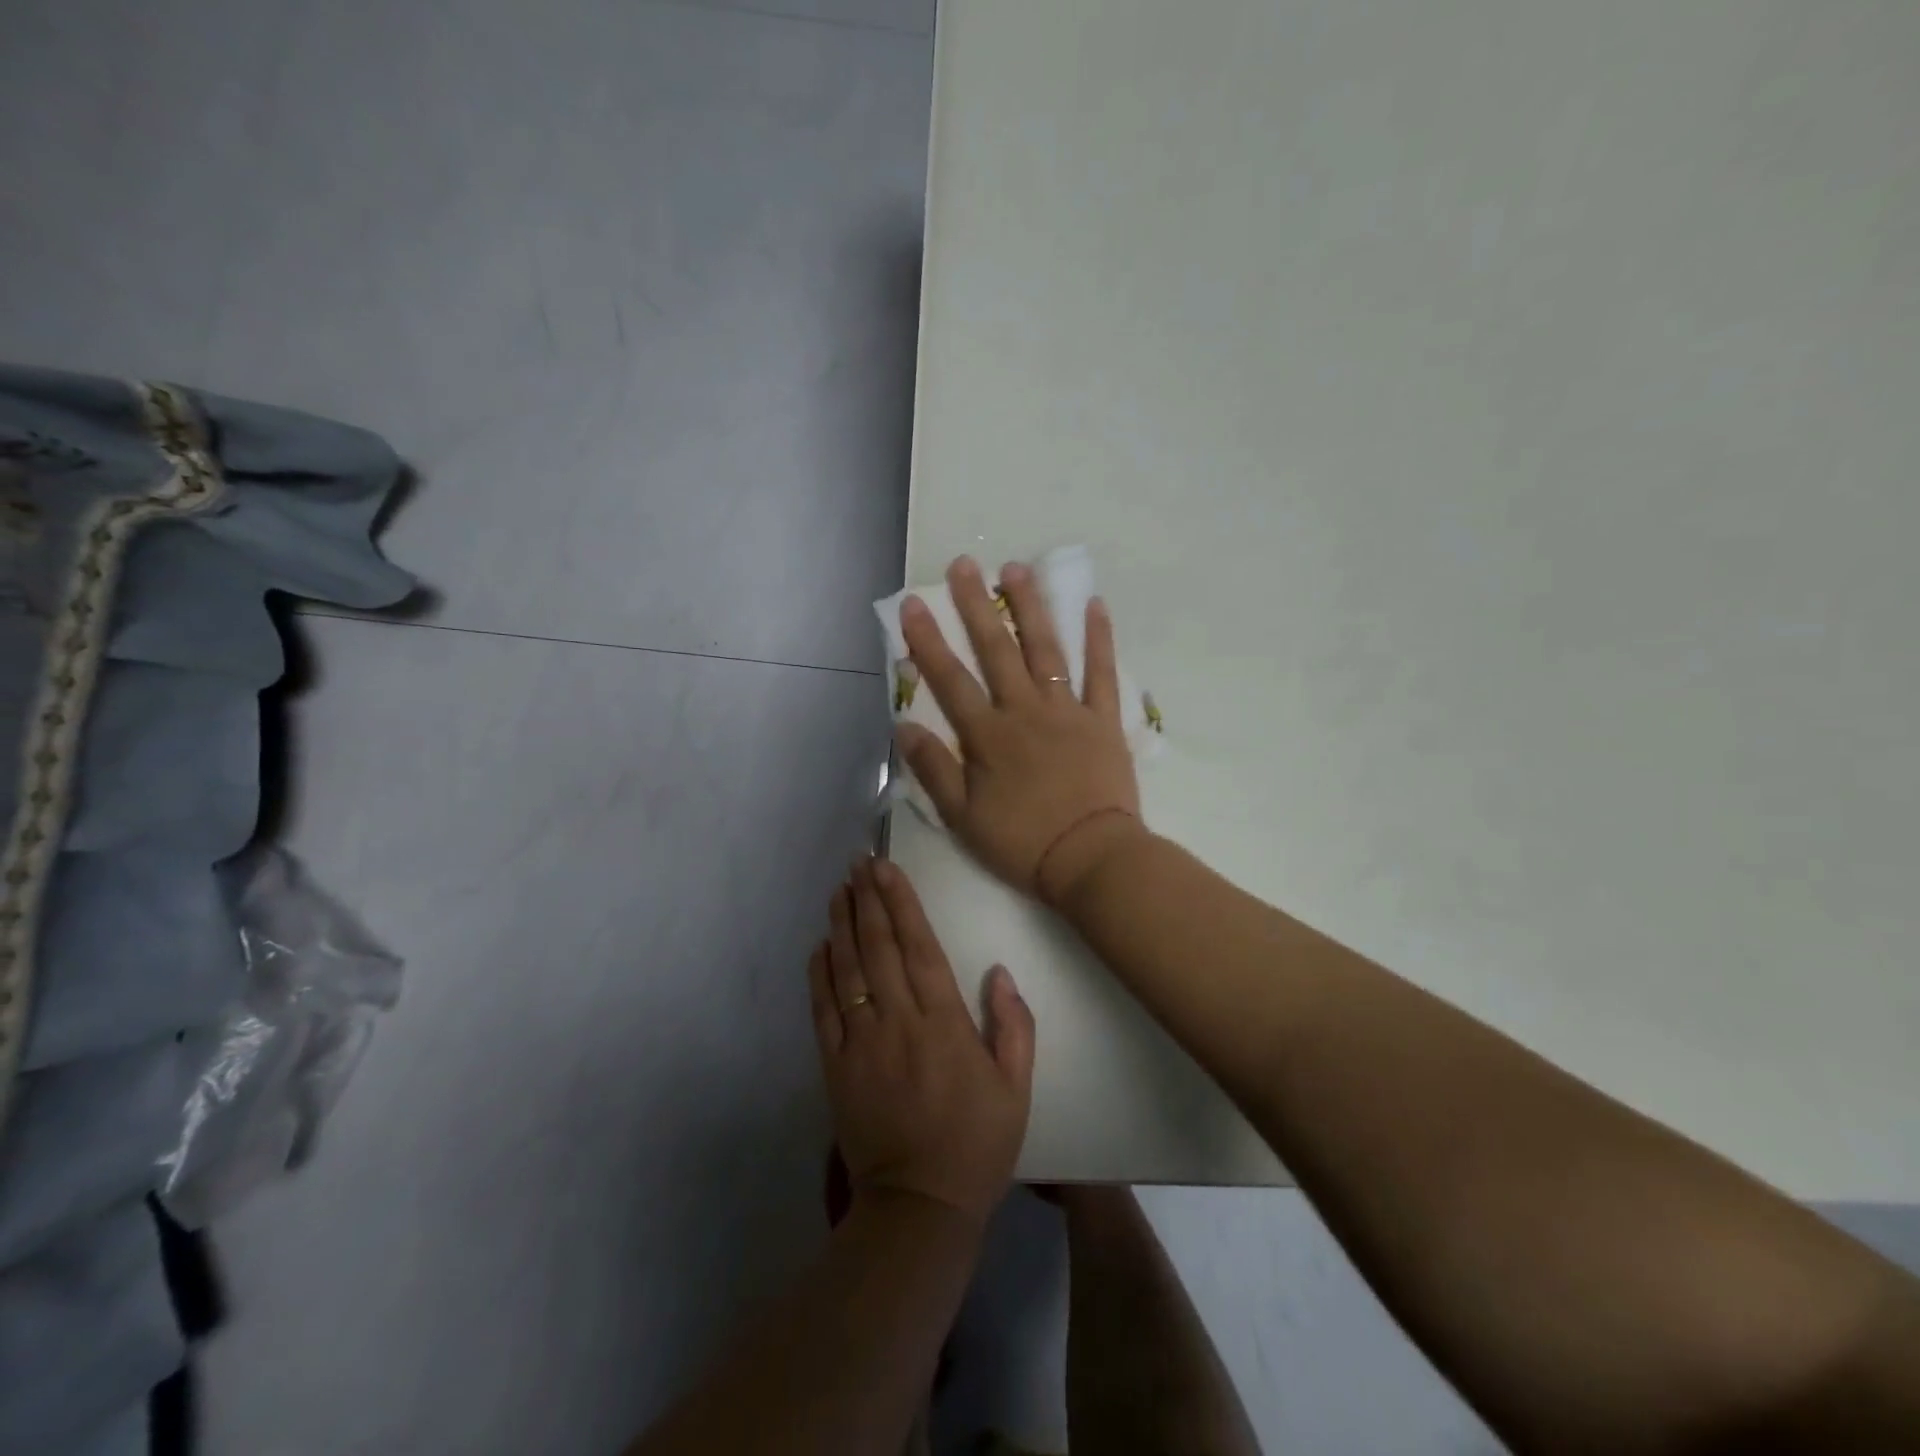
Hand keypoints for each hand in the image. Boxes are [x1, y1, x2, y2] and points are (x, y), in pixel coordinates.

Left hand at [809, 857, 1034, 1227]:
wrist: (919, 1206)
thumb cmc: (976, 1144)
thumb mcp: (1016, 1089)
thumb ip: (1013, 1027)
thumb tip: (998, 973)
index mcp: (943, 1023)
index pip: (919, 947)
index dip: (901, 903)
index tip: (886, 869)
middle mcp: (898, 1022)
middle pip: (878, 948)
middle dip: (867, 900)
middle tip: (857, 862)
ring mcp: (860, 1044)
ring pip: (847, 970)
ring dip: (841, 926)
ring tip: (839, 889)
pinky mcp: (834, 1067)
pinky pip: (822, 1011)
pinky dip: (818, 975)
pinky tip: (819, 946)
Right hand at [897, 555, 1143, 904]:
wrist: (1091, 858)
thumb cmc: (1022, 842)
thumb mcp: (963, 817)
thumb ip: (933, 769)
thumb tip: (903, 726)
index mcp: (988, 736)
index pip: (950, 680)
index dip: (927, 641)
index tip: (912, 603)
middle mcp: (1025, 711)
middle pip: (997, 650)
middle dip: (976, 606)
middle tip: (964, 564)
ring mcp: (1067, 711)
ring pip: (1045, 650)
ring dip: (1030, 607)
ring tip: (1017, 569)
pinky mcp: (1103, 720)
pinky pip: (1102, 673)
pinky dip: (1099, 639)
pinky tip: (1094, 605)